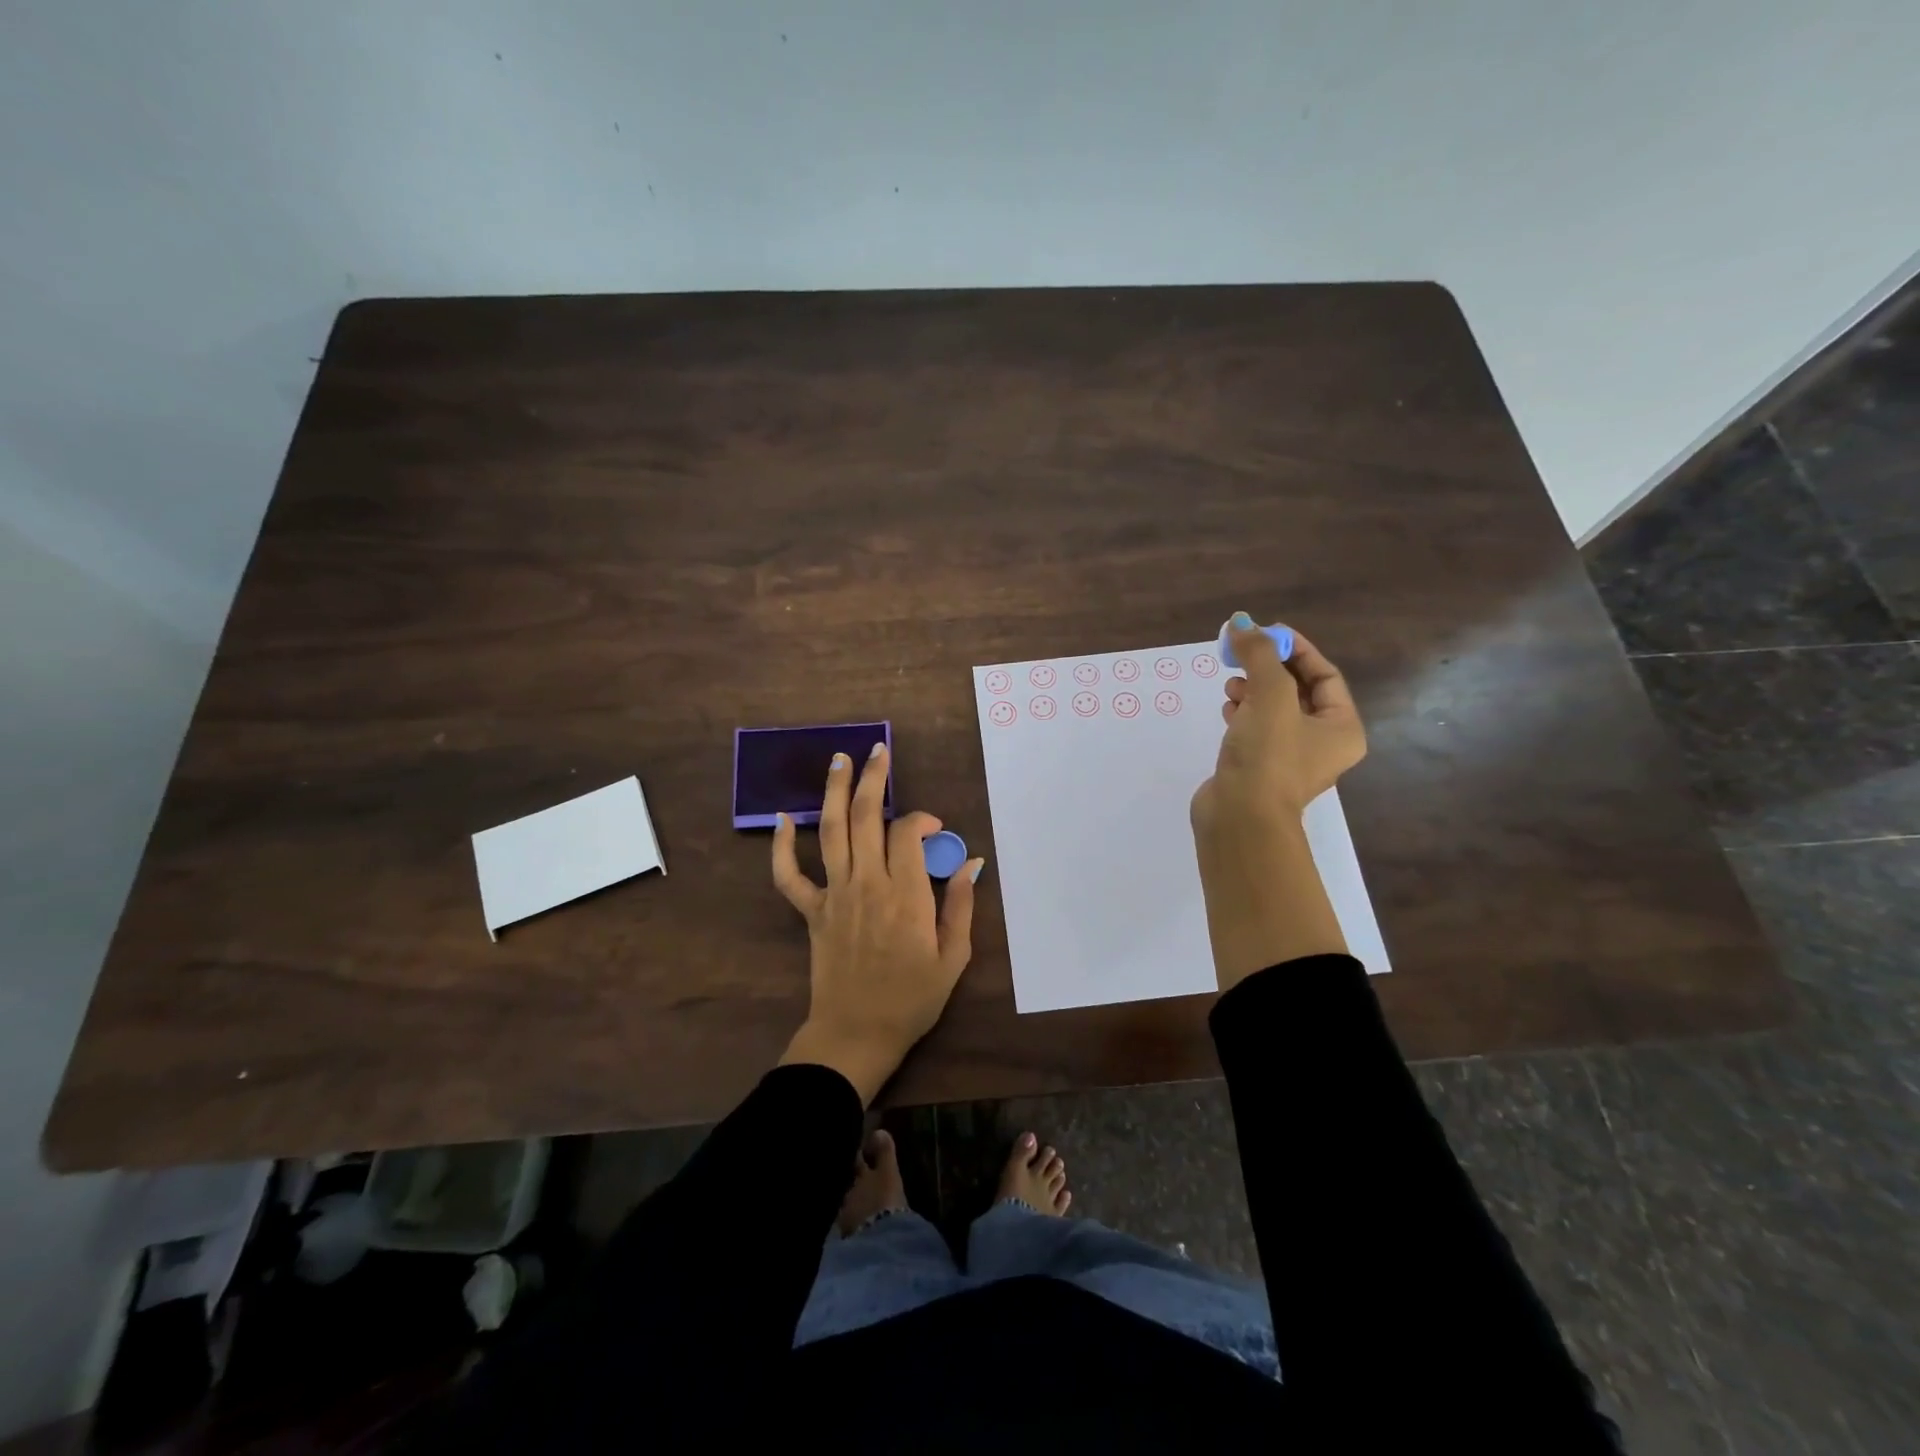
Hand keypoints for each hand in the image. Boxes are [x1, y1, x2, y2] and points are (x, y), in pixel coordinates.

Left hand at [771, 742, 984, 1103]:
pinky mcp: (812, 911)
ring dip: (834, 792)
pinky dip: (782, 847)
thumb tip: (972, 863)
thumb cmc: (912, 999)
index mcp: (905, 894)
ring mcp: (835, 895)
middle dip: (873, 779)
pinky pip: (790, 875)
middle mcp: (867, 884)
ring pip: (831, 832)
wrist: (857, 1034)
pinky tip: (783, 819)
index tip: (935, 829)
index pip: (907, 834)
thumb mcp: (953, 957)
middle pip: (866, 818)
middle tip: (878, 751)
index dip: (922, 819)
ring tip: (839, 760)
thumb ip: (961, 906)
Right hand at [1192, 616, 1365, 838]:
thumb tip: (1241, 622)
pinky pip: (1256, 730)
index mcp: (1342, 728)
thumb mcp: (1269, 695)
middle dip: (1270, 669)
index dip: (1297, 649)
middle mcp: (1323, 744)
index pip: (1325, 675)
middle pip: (1298, 691)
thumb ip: (1258, 654)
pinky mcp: (1260, 769)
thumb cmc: (1267, 755)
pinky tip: (1227, 708)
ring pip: (1274, 710)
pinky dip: (1242, 713)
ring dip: (1253, 690)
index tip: (1266, 632)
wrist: (1240, 817)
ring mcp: (1290, 759)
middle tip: (1242, 655)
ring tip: (1231, 685)